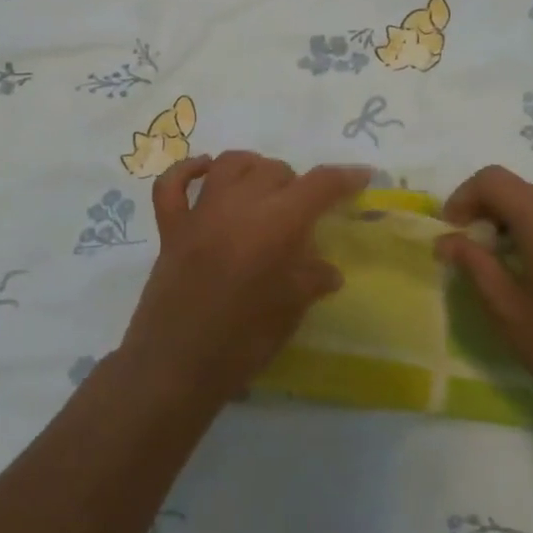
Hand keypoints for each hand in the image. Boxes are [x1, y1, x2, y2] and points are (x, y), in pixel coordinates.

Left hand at [116, 152, 369, 409]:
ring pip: (229, 164)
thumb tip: (327, 269)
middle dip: (297, 184)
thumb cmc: (242, 343)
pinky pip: (172, 184)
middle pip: (274, 170)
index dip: (344, 177)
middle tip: (304, 213)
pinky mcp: (170, 229)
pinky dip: (188, 170)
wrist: (176, 368)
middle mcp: (237, 206)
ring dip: (253, 168)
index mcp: (275, 226)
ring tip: (265, 188)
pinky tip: (205, 173)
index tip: (361, 176)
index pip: (318, 185)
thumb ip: (311, 280)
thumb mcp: (290, 312)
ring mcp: (199, 214)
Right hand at [437, 167, 532, 447]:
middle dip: (490, 210)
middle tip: (476, 250)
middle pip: (522, 188)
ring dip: (521, 218)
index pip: (492, 179)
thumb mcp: (507, 311)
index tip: (451, 232)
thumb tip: (445, 239)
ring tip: (512, 262)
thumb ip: (474, 265)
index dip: (463, 197)